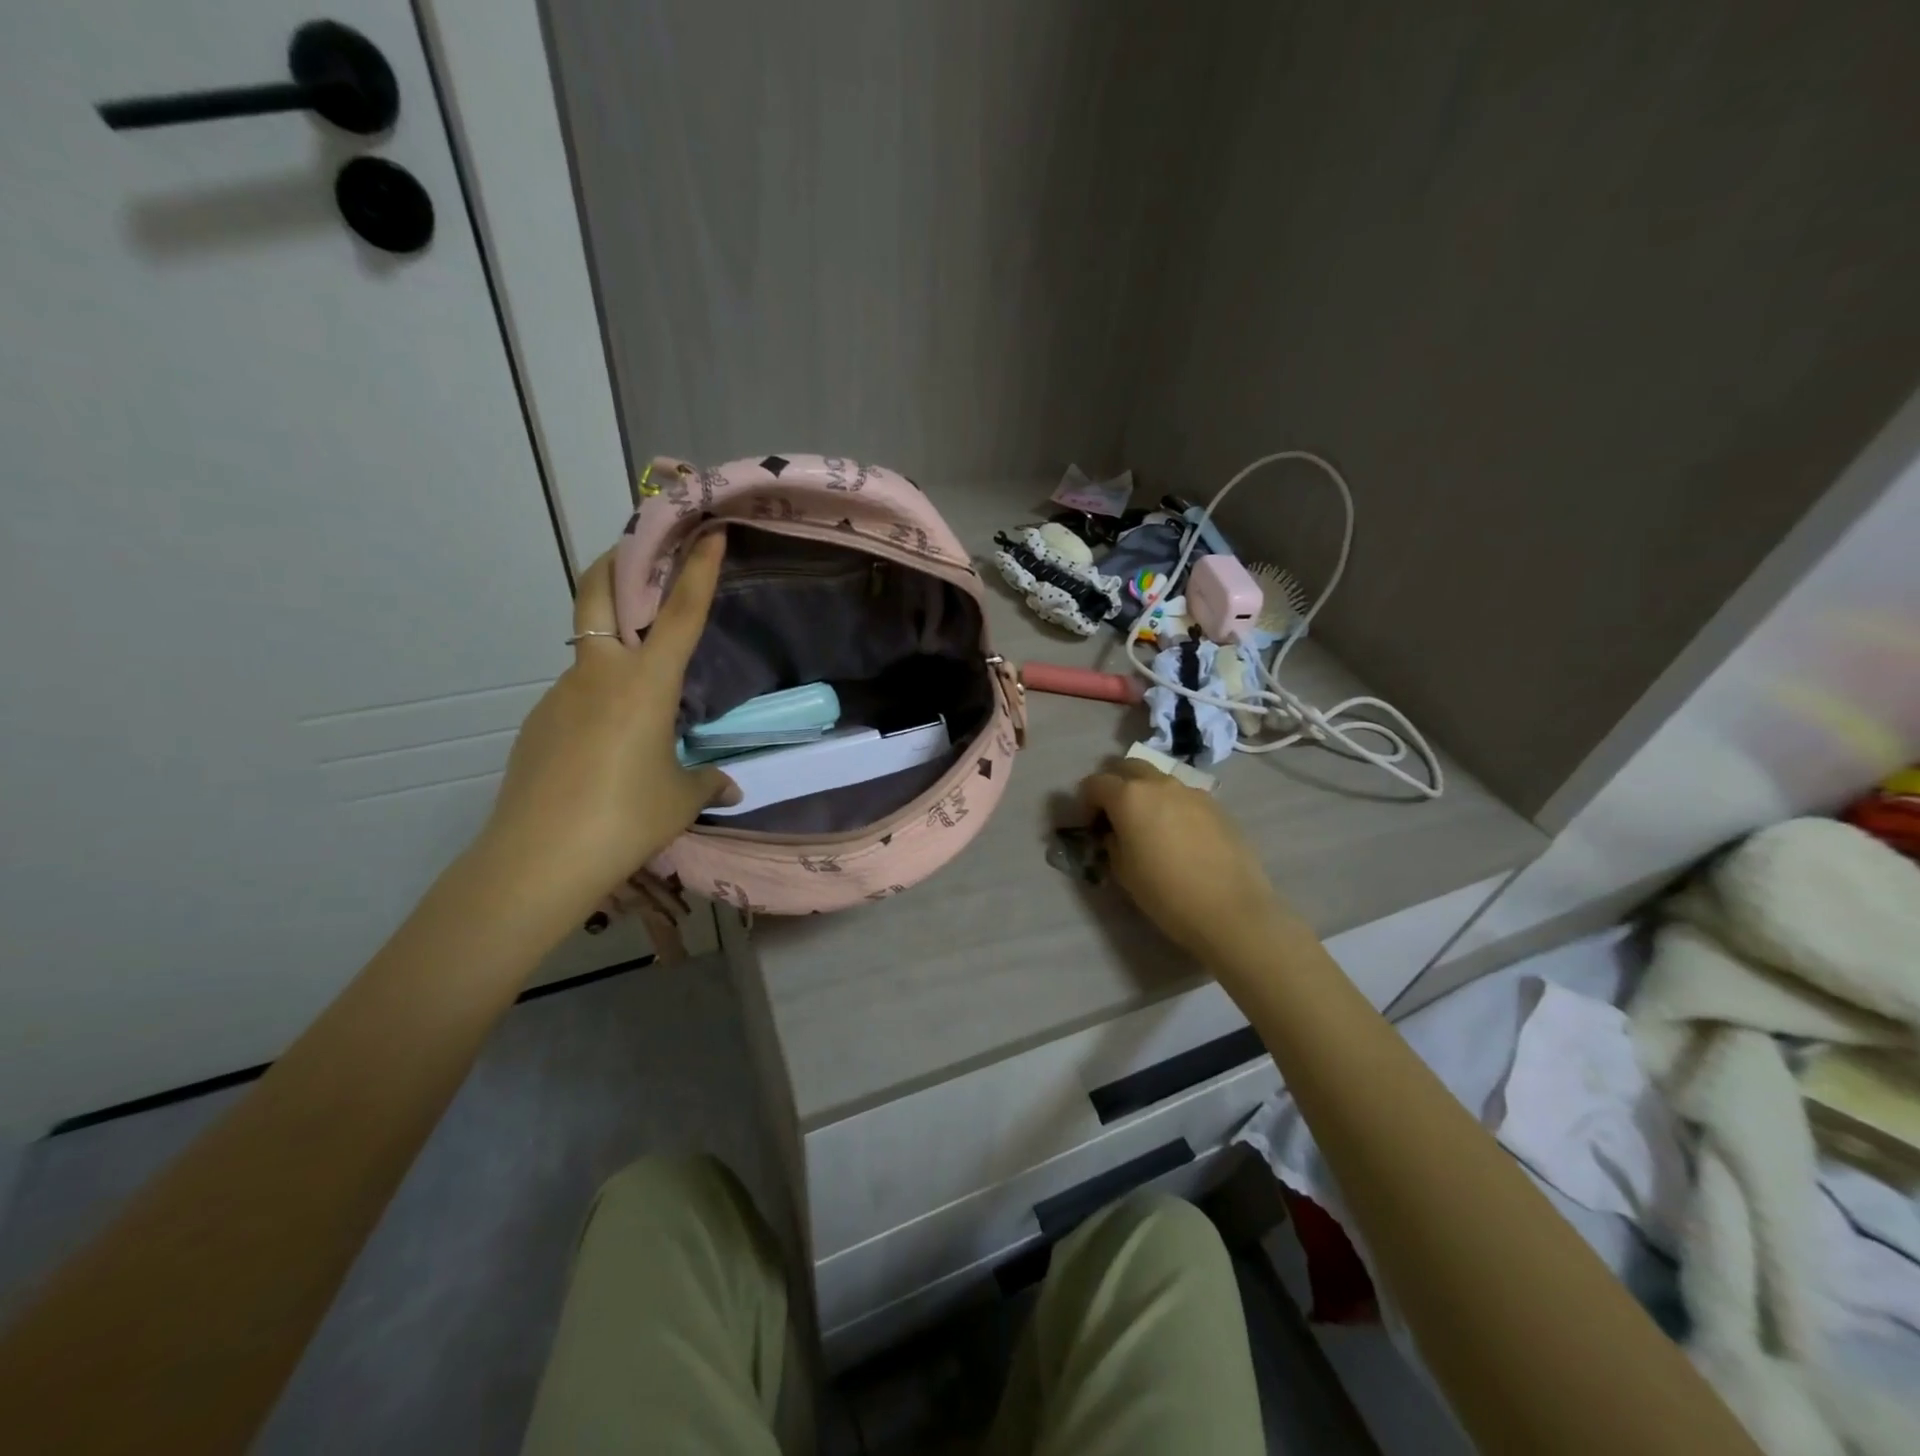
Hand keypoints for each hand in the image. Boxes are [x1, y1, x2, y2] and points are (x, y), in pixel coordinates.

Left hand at [481, 533, 736, 913]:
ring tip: (641, 690)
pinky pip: (575, 694)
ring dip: (611, 644)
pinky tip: (608, 741)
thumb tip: (727, 786)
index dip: (697, 569)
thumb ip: (706, 782)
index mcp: (645, 684)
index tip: (708, 533)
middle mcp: (599, 675)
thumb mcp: (680, 800)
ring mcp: (559, 695)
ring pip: (587, 651)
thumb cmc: (625, 819)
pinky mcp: (538, 723)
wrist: (537, 858)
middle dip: (618, 563)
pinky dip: (597, 696)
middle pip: (597, 595)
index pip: (680, 614)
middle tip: (639, 552)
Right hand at [1079, 758, 1292, 965]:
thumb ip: (1112, 841)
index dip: (1086, 802)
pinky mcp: (1216, 806)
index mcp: (1129, 796)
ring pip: (1158, 779)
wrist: (1230, 909)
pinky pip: (1183, 796)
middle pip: (1128, 767)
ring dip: (1145, 793)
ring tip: (1149, 826)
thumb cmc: (1165, 893)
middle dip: (1115, 785)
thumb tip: (1115, 832)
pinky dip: (1172, 806)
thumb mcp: (1122, 871)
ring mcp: (1191, 791)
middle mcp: (1159, 784)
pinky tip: (1179, 836)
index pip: (1095, 783)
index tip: (1091, 826)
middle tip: (1115, 815)